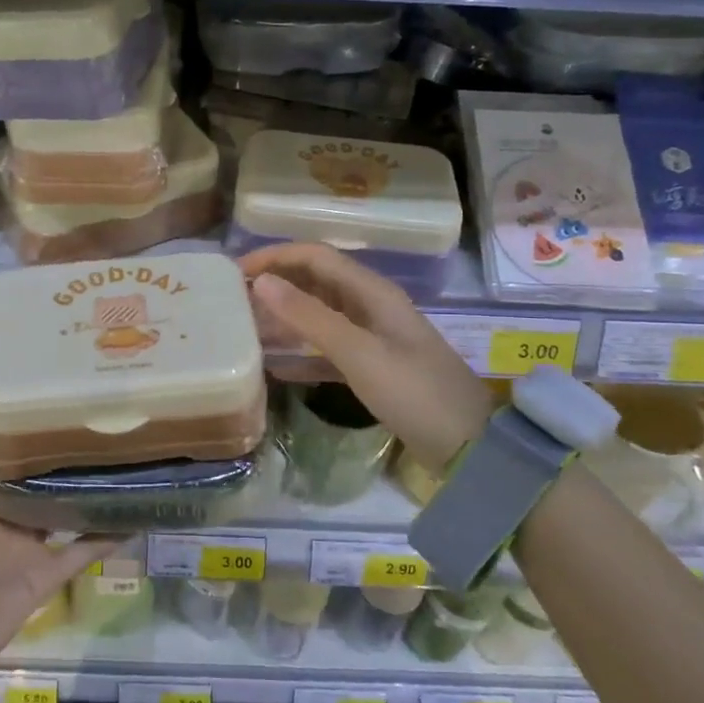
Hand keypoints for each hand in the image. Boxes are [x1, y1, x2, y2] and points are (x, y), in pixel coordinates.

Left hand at [0, 398, 111, 691]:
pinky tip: (138, 509)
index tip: (56, 380)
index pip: (6, 443)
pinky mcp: (46, 574)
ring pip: (66, 505)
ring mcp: (27, 543)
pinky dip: (110, 534)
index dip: (28, 415)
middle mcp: (3, 510)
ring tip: (128, 448)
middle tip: (104, 407)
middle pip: (41, 473)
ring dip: (91, 485)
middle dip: (65, 445)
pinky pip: (84, 551)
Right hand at [239, 243, 492, 470]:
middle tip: (234, 300)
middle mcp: (371, 305)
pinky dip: (302, 351)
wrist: (469, 446)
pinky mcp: (373, 366)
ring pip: (320, 314)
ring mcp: (373, 337)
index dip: (275, 256)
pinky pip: (328, 347)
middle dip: (277, 284)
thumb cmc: (413, 392)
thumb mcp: (358, 353)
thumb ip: (309, 317)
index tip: (236, 271)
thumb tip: (261, 282)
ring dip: (286, 317)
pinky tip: (276, 365)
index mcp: (372, 292)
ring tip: (247, 328)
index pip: (316, 257)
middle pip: (316, 281)